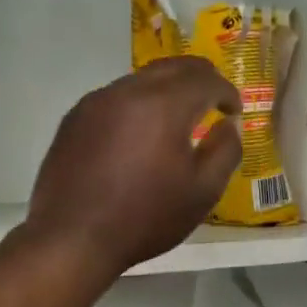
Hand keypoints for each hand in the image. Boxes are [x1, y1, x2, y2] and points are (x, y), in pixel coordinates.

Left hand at [21, 57, 241, 277]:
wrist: (73, 239)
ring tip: (176, 119)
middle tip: (213, 100)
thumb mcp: (202, 192)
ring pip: (141, 80)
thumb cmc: (145, 218)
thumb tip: (229, 125)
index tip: (234, 112)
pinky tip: (138, 135)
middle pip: (172, 67)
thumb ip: (225, 151)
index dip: (227, 91)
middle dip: (199, 79)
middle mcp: (128, 91)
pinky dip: (137, 105)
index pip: (205, 79)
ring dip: (166, 90)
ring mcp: (95, 102)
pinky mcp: (74, 119)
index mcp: (164, 104)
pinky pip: (115, 98)